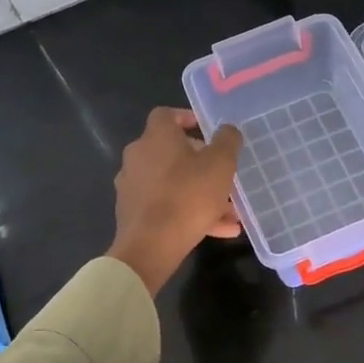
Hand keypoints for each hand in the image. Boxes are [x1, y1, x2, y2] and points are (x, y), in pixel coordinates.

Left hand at [108, 109, 244, 295]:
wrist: (150, 246)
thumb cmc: (188, 196)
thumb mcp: (220, 164)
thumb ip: (227, 141)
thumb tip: (227, 130)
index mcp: (156, 138)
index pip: (166, 115)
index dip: (187, 118)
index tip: (206, 129)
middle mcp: (138, 157)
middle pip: (171, 152)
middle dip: (201, 163)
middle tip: (223, 174)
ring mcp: (133, 186)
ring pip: (173, 183)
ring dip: (201, 193)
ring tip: (230, 212)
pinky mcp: (133, 213)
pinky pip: (167, 206)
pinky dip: (190, 213)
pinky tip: (219, 230)